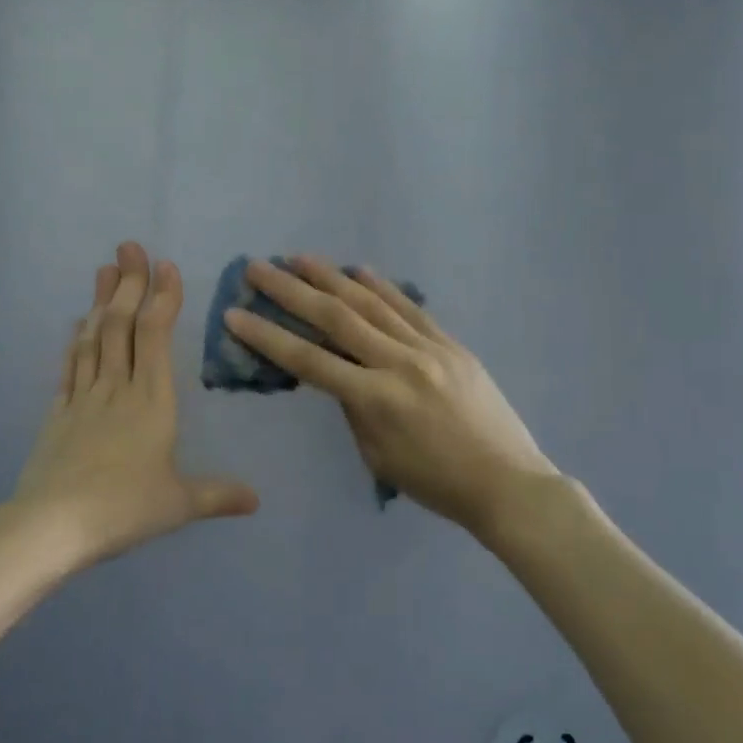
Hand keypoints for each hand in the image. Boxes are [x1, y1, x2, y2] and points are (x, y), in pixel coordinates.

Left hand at [7, 242, 258, 568]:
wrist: (52, 525)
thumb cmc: (124, 508)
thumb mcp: (179, 504)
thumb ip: (218, 495)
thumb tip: (257, 500)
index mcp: (152, 401)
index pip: (156, 336)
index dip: (162, 298)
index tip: (166, 266)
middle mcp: (117, 388)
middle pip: (121, 325)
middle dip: (129, 284)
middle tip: (129, 247)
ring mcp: (83, 398)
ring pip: (93, 338)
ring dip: (100, 301)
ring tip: (105, 269)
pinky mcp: (58, 414)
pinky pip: (69, 366)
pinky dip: (75, 340)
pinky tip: (76, 324)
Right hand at [222, 256, 556, 535]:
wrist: (506, 481)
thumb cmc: (436, 483)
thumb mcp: (379, 457)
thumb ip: (354, 410)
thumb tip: (340, 375)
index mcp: (375, 400)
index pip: (308, 360)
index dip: (267, 336)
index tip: (235, 314)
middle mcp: (398, 363)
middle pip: (335, 318)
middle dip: (291, 291)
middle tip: (258, 268)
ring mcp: (428, 348)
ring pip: (371, 303)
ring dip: (331, 277)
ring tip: (299, 258)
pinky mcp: (451, 344)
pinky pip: (410, 308)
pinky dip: (382, 286)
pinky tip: (359, 270)